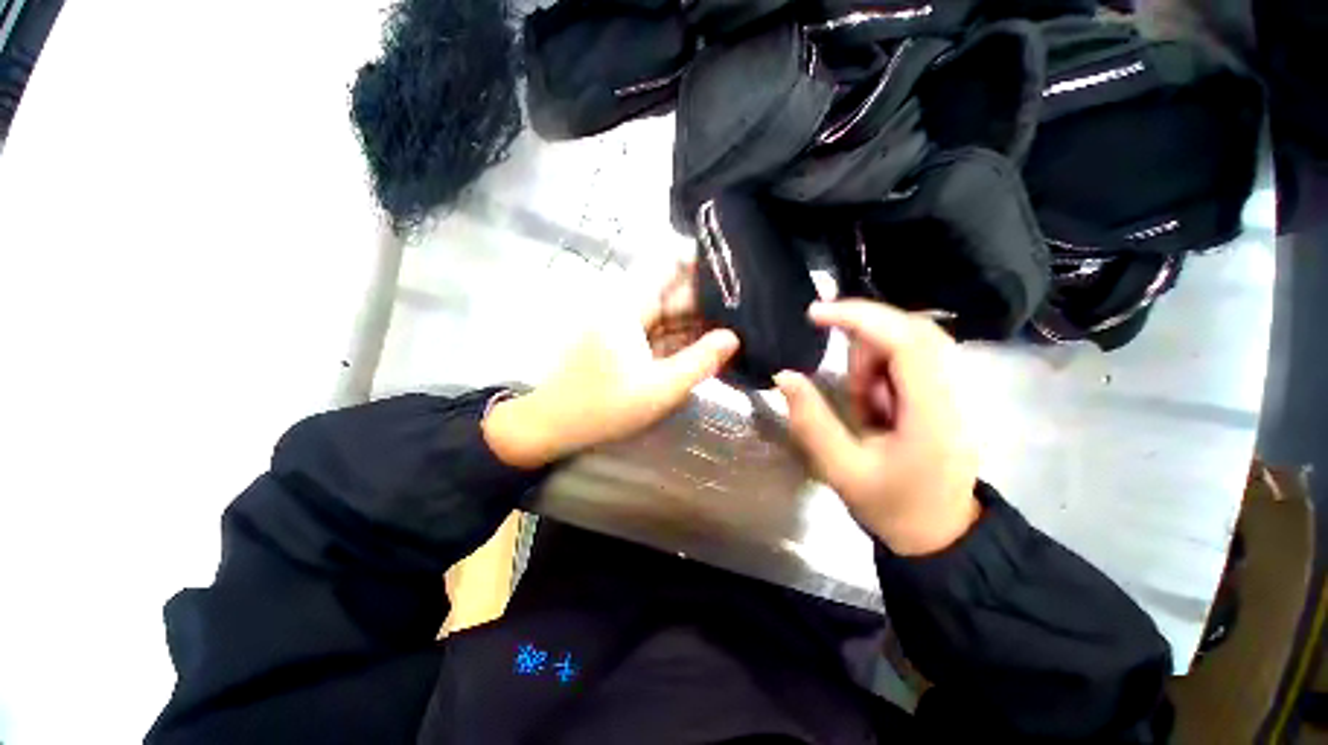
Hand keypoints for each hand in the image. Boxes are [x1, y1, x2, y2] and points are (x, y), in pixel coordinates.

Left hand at [484, 261, 738, 468]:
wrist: (551, 426)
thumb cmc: (604, 407)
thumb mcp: (660, 389)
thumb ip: (700, 362)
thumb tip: (733, 337)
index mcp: (628, 306)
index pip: (668, 267)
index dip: (701, 266)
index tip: (733, 277)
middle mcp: (625, 307)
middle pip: (671, 293)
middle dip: (706, 302)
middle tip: (743, 312)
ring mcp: (622, 325)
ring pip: (665, 315)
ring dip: (694, 323)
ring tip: (733, 328)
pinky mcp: (621, 342)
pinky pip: (656, 333)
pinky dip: (678, 339)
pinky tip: (703, 348)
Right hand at [774, 300, 979, 554]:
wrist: (942, 531)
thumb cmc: (893, 505)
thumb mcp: (841, 469)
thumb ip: (811, 420)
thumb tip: (784, 375)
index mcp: (933, 414)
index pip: (906, 341)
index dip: (860, 317)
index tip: (815, 313)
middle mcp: (956, 391)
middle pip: (911, 330)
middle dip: (864, 344)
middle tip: (845, 387)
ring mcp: (957, 388)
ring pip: (909, 341)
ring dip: (871, 364)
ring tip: (865, 411)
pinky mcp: (947, 390)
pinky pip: (909, 356)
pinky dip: (881, 371)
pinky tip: (877, 407)